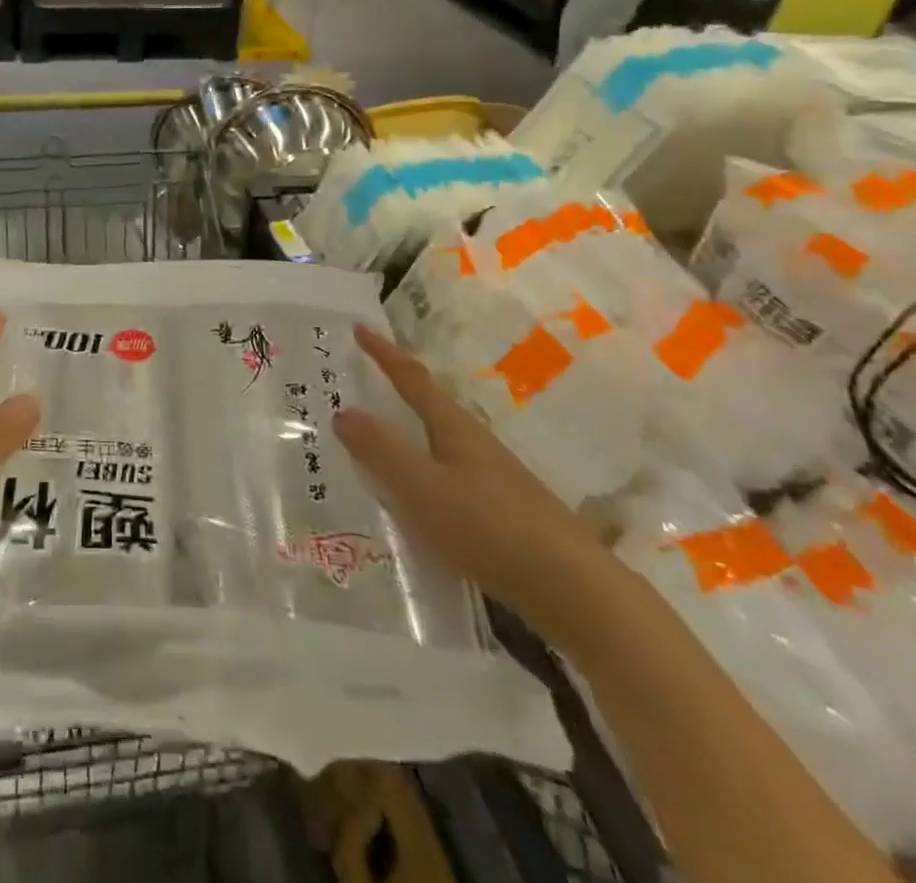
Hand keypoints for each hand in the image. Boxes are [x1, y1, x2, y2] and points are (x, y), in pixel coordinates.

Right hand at [335, 326, 624, 650]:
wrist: (573, 589)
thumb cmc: (488, 527)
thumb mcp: (422, 487)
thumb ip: (381, 449)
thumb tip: (343, 411)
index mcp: (454, 427)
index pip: (412, 379)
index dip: (384, 354)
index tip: (360, 328)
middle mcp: (475, 442)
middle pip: (431, 404)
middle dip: (399, 388)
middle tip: (365, 377)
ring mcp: (494, 476)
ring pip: (441, 440)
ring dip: (411, 430)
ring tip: (381, 435)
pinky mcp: (503, 509)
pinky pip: (450, 473)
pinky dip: (424, 468)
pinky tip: (418, 493)